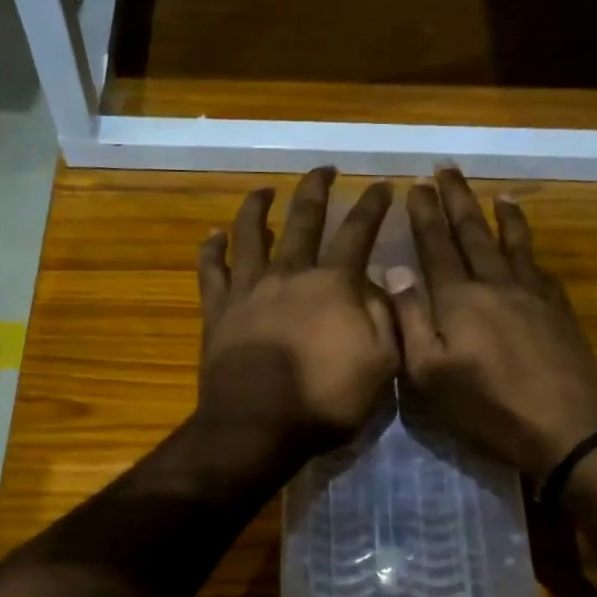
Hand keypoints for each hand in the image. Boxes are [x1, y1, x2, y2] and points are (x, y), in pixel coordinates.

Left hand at [196, 168, 397, 468]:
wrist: (257, 427)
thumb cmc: (325, 401)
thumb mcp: (381, 364)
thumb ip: (386, 317)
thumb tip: (380, 283)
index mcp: (333, 284)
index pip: (358, 232)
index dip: (373, 206)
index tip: (382, 185)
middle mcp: (289, 273)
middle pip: (303, 220)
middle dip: (317, 189)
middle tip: (324, 169)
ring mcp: (248, 289)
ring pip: (250, 234)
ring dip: (258, 207)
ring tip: (263, 190)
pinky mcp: (217, 311)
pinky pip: (210, 270)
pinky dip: (211, 249)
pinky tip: (213, 235)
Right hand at [387, 169, 596, 479]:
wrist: (563, 426)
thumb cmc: (486, 407)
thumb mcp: (429, 374)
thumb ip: (411, 319)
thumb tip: (395, 270)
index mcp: (458, 299)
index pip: (436, 246)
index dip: (425, 215)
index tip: (415, 184)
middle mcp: (495, 284)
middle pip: (472, 233)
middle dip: (457, 199)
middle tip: (446, 170)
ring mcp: (532, 295)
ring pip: (512, 243)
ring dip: (500, 214)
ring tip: (495, 192)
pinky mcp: (558, 310)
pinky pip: (539, 266)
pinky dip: (530, 246)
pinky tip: (527, 243)